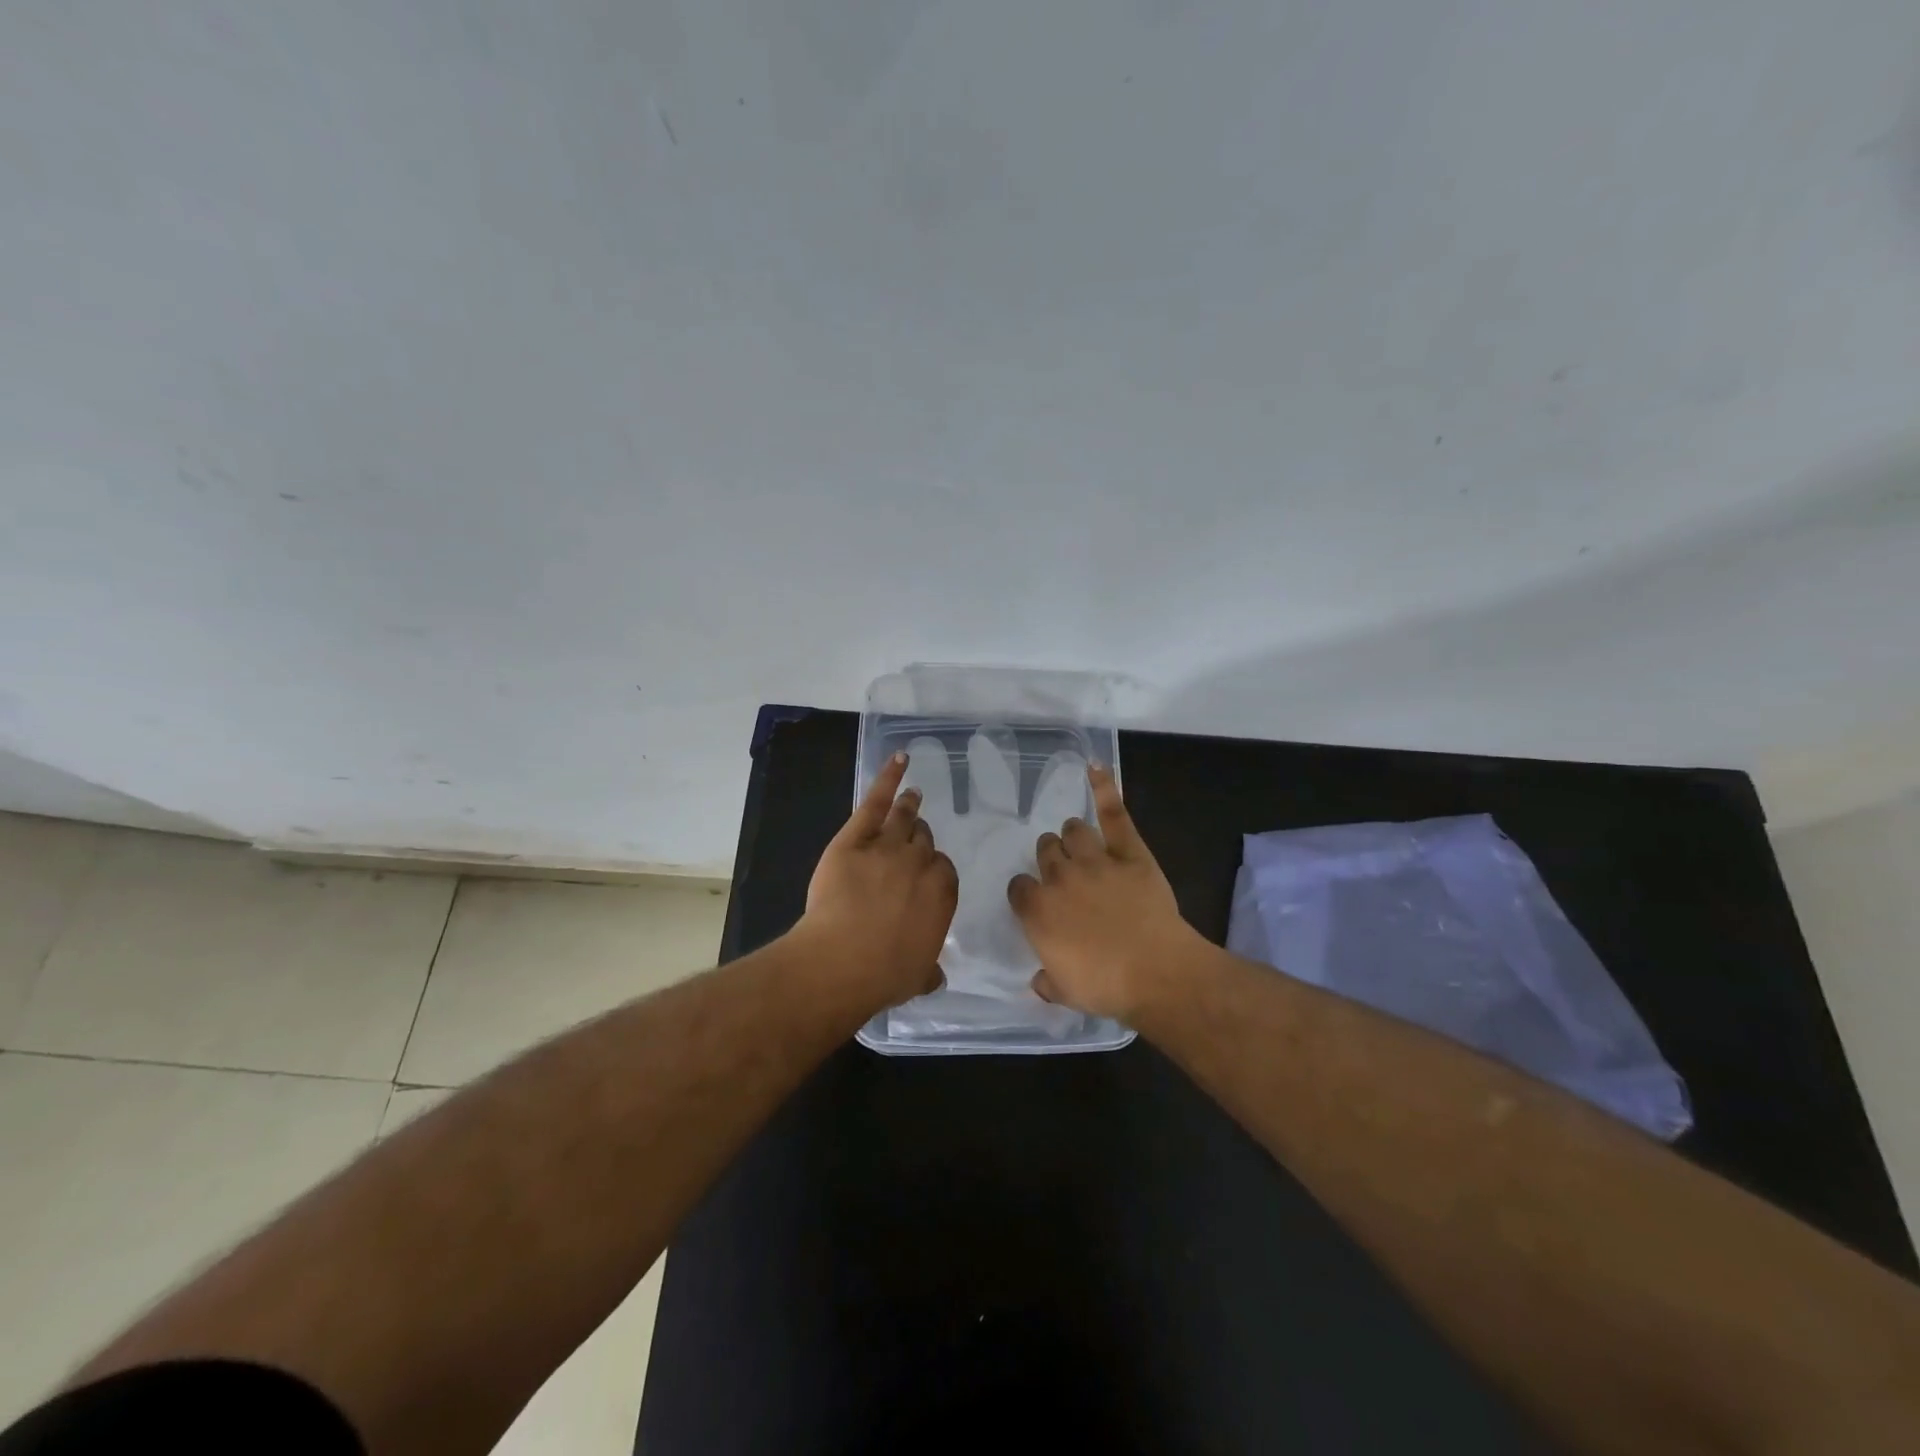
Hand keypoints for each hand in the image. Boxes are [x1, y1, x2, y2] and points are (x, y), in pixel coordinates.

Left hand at [798, 751, 957, 1008]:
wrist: (842, 960)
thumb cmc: (883, 974)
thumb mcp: (916, 976)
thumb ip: (928, 969)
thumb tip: (935, 975)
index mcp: (941, 894)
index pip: (943, 869)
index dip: (932, 869)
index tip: (925, 872)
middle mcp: (920, 864)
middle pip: (923, 841)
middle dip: (919, 838)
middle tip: (914, 837)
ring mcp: (887, 846)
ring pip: (904, 819)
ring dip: (909, 805)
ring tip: (912, 795)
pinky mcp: (855, 838)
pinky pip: (875, 802)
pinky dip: (888, 778)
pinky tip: (898, 761)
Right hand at [1007, 764, 1202, 1021]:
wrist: (1157, 973)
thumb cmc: (1106, 987)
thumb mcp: (1065, 992)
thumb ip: (1047, 980)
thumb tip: (1039, 979)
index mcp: (1038, 911)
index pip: (1019, 888)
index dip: (1027, 893)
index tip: (1037, 902)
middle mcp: (1060, 878)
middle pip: (1045, 852)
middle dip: (1050, 859)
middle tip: (1065, 874)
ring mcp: (1095, 860)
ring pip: (1073, 831)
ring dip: (1073, 837)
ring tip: (1080, 843)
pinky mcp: (1129, 852)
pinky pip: (1114, 813)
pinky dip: (1104, 788)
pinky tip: (1095, 767)